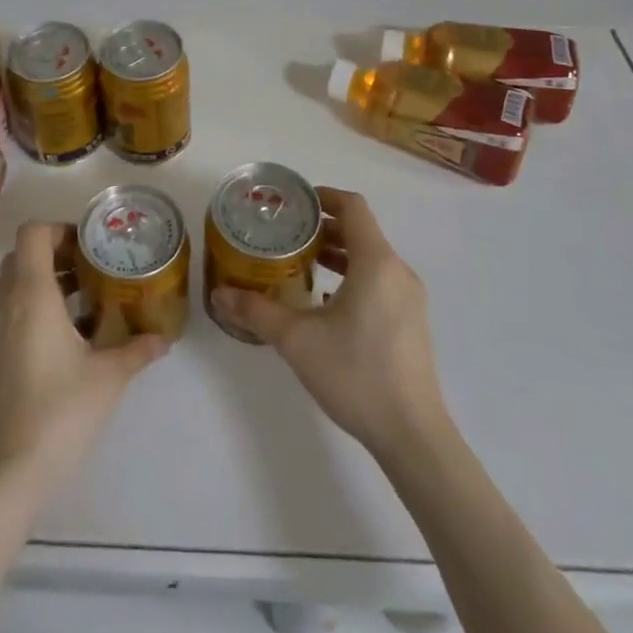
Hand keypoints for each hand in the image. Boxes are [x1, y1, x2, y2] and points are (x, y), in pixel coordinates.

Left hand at [0, 222, 168, 490]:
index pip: (33, 234)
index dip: (59, 229)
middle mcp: (7, 304)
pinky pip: (13, 309)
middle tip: (91, 266)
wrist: (12, 470)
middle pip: (23, 255)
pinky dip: (37, 305)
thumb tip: (164, 338)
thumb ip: (138, 349)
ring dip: (47, 279)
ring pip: (16, 283)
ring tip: (88, 297)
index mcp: (32, 295)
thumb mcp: (109, 375)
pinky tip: (71, 333)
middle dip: (56, 252)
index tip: (89, 245)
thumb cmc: (61, 410)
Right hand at [211, 187, 448, 460]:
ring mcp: (409, 298)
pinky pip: (380, 281)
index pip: (353, 207)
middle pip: (361, 231)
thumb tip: (219, 295)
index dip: (324, 196)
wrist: (413, 436)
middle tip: (287, 235)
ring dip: (338, 253)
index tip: (294, 203)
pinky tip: (326, 303)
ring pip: (371, 258)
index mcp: (376, 262)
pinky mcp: (411, 322)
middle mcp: (397, 271)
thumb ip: (257, 312)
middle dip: (324, 227)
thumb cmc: (356, 375)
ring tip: (302, 264)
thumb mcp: (297, 340)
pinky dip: (353, 277)